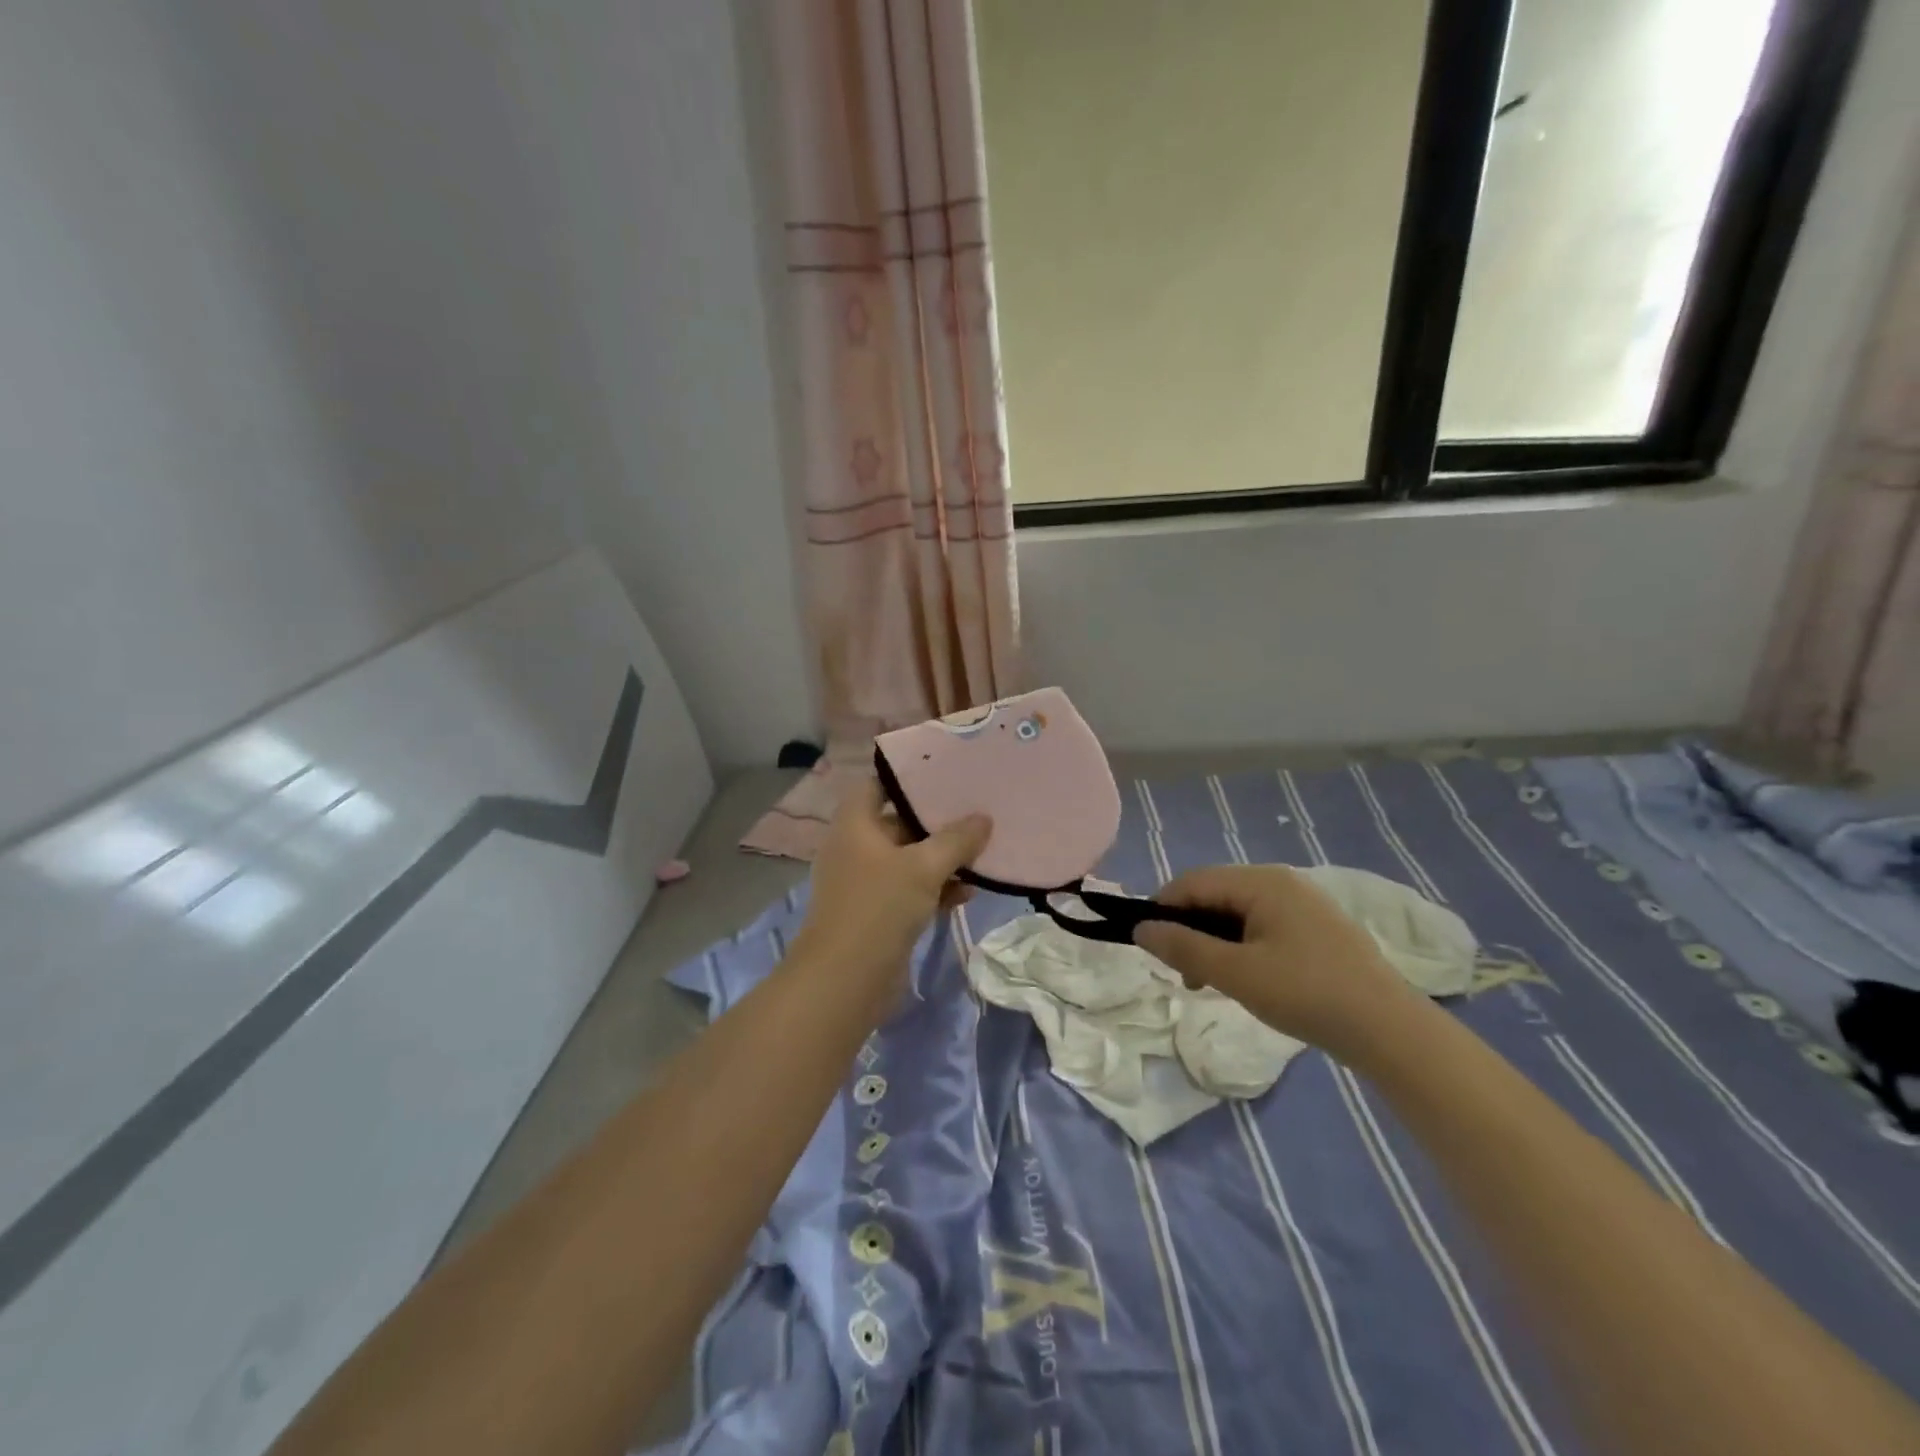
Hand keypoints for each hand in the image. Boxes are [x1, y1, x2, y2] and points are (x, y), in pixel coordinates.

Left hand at [793, 778, 990, 986]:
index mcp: (855, 824)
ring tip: (981, 852)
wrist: (845, 980)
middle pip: (899, 822)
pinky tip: (969, 891)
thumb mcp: (924, 867)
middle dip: (936, 820)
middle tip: (976, 809)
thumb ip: (957, 840)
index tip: (944, 773)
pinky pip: (912, 890)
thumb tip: (984, 819)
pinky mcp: (880, 913)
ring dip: (942, 858)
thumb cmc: (879, 907)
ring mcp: (867, 882)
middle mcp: (857, 847)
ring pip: (910, 859)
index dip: (907, 777)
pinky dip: (937, 888)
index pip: (878, 784)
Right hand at [1134, 865, 1422, 1056]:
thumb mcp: (1236, 973)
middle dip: (1190, 929)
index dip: (1163, 909)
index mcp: (1262, 882)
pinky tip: (1245, 978)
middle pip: (1215, 894)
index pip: (1193, 882)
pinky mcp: (1317, 929)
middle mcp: (1282, 882)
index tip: (1149, 947)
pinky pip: (1262, 926)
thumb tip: (1141, 929)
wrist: (1390, 1030)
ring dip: (1214, 942)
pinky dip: (1241, 947)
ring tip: (1210, 982)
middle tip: (1183, 973)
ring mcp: (1303, 905)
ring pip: (1238, 912)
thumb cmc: (1306, 994)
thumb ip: (1184, 948)